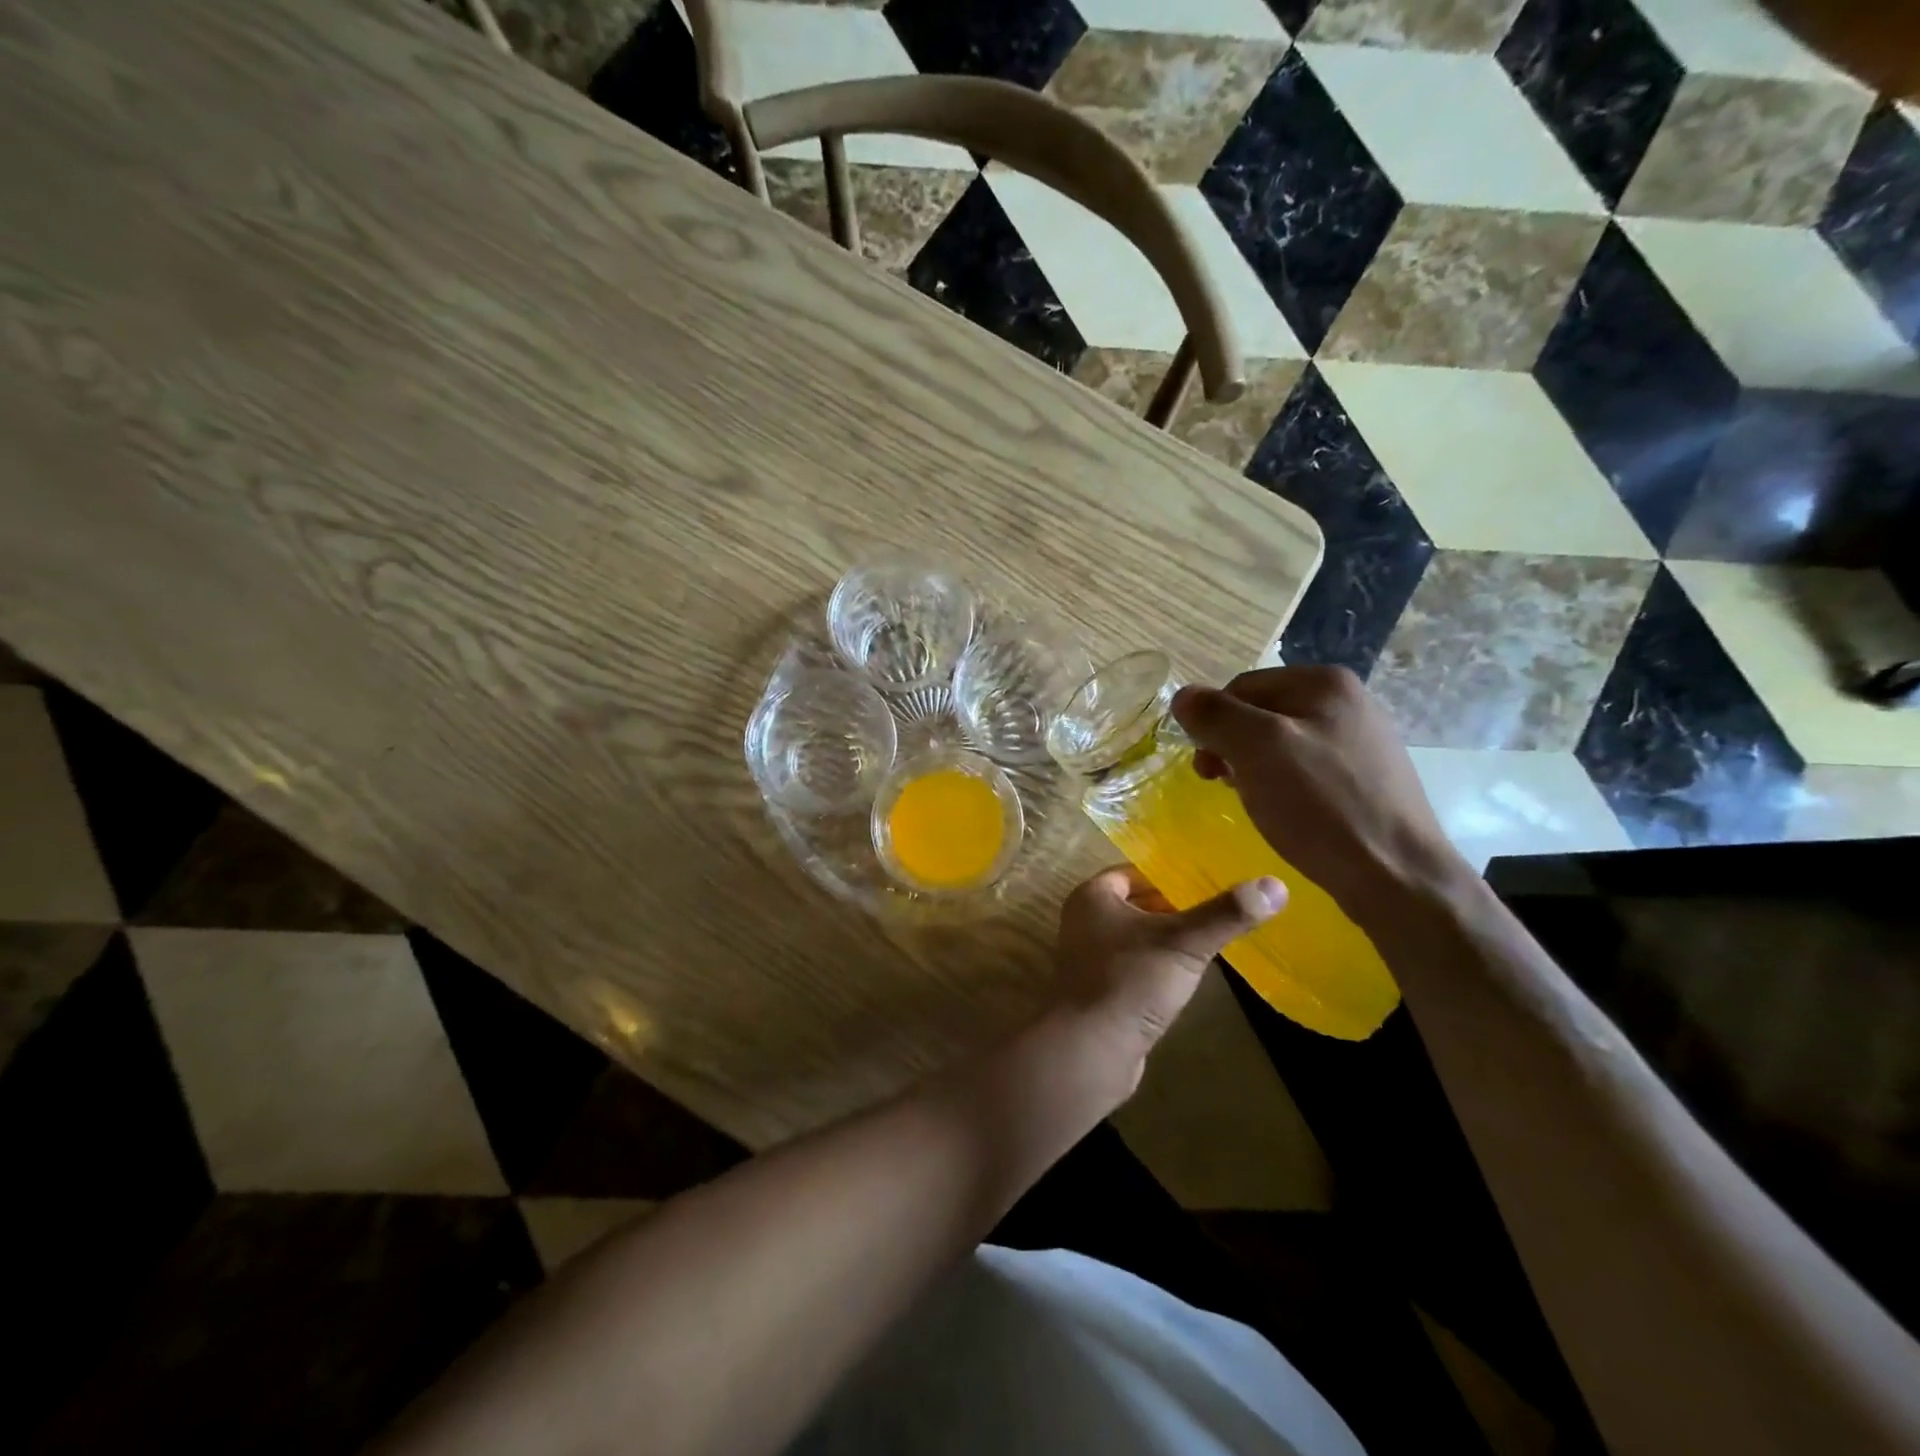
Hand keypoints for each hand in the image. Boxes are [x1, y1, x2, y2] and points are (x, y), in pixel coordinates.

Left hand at [1054, 865, 1284, 1091]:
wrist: (1089, 1052)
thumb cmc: (1129, 982)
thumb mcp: (1184, 943)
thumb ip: (1226, 914)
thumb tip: (1276, 884)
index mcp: (1092, 897)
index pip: (1136, 873)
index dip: (1172, 876)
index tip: (1212, 882)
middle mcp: (1085, 922)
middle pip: (1138, 905)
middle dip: (1176, 908)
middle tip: (1221, 910)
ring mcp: (1091, 959)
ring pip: (1138, 938)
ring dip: (1169, 940)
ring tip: (1213, 940)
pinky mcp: (1101, 992)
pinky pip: (1136, 967)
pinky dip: (1160, 967)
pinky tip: (1189, 977)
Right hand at [1171, 665, 1465, 927]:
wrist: (1396, 875)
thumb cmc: (1321, 806)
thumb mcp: (1256, 750)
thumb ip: (1215, 715)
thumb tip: (1183, 697)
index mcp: (1324, 682)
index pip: (1240, 687)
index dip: (1213, 724)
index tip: (1206, 768)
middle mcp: (1348, 700)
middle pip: (1261, 712)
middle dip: (1233, 746)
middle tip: (1222, 785)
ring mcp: (1362, 739)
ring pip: (1281, 743)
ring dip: (1255, 767)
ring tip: (1255, 801)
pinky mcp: (1367, 777)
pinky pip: (1307, 768)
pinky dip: (1284, 785)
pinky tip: (1287, 813)